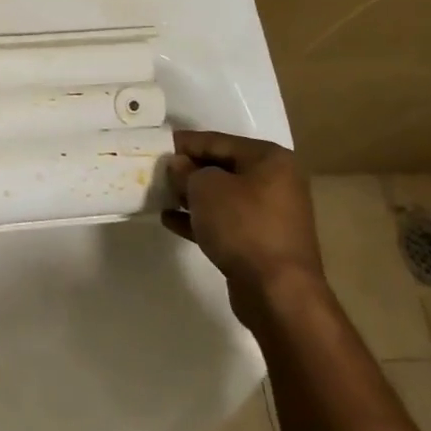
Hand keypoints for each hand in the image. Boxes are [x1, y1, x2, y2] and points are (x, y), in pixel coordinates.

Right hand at [163, 129, 322, 314]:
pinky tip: (170, 220)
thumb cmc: (242, 225)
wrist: (277, 289)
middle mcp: (275, 181)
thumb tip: (179, 165)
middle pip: (221, 167)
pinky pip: (225, 221)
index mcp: (268, 159)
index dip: (183, 143)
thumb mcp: (205, 188)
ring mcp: (270, 213)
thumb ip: (186, 170)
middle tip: (155, 172)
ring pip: (222, 196)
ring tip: (160, 196)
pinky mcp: (261, 241)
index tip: (154, 145)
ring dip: (191, 196)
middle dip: (187, 170)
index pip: (216, 140)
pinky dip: (199, 218)